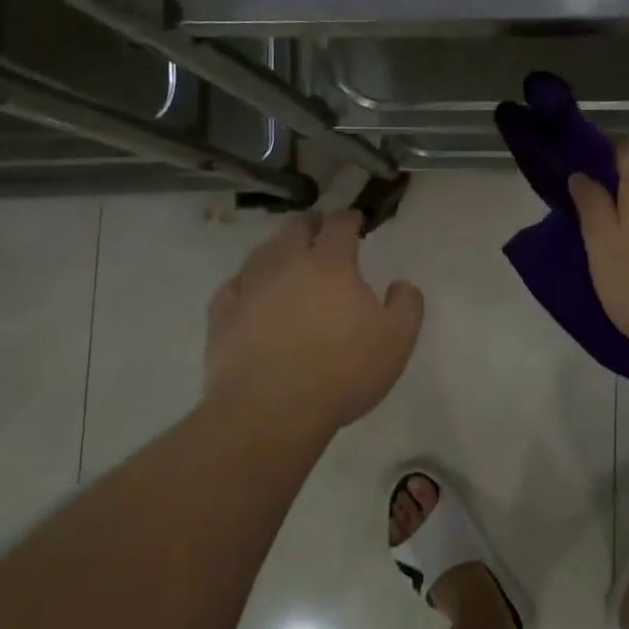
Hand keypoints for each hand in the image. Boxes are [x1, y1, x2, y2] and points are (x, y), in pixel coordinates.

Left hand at [204, 211, 423, 438]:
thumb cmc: (342, 372)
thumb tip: (401, 284)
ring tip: (284, 254)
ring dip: (277, 247)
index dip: (349, 219)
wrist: (271, 410)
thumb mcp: (397, 341)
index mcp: (330, 265)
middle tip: (319, 229)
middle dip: (310, 224)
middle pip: (295, 229)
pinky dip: (244, 282)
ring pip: (261, 252)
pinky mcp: (223, 315)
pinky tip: (248, 290)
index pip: (339, 226)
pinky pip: (233, 286)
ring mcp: (250, 288)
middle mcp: (287, 264)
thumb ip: (406, 305)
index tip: (355, 220)